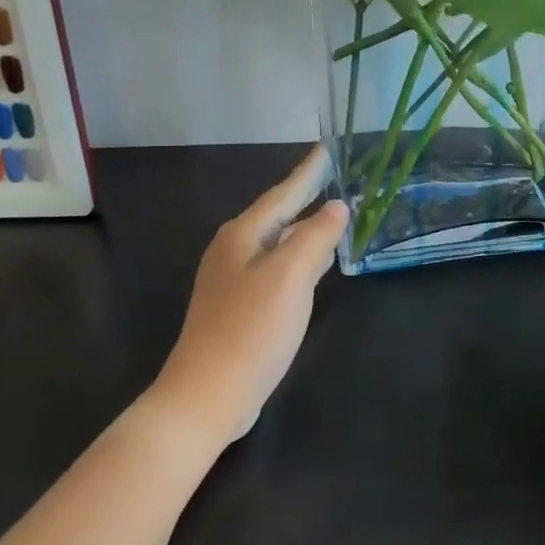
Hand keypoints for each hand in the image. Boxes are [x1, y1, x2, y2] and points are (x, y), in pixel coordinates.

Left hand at [149, 147, 348, 447]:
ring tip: (333, 218)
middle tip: (336, 180)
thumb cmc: (251, 329)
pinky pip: (277, 270)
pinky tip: (315, 268)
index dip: (307, 173)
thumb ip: (315, 236)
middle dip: (306, 198)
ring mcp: (234, 282)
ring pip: (278, 244)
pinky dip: (300, 260)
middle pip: (278, 216)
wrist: (207, 395)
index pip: (282, 194)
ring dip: (305, 230)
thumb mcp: (290, 277)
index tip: (327, 149)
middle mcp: (234, 252)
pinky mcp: (240, 309)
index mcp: (242, 236)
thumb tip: (336, 207)